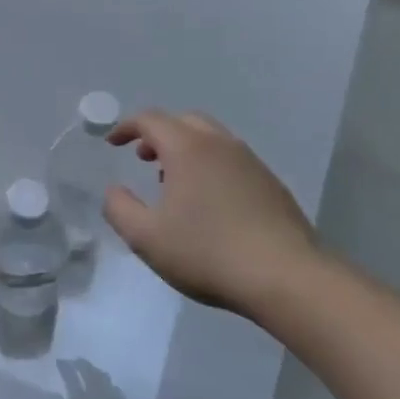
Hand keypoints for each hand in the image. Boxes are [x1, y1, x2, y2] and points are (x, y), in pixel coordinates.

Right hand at [103, 110, 320, 320]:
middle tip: (143, 157)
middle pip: (185, 121)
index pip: (151, 120)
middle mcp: (221, 146)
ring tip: (173, 183)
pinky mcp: (272, 186)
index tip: (112, 143)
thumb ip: (119, 209)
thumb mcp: (145, 237)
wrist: (287, 278)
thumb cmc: (207, 252)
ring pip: (212, 140)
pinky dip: (210, 167)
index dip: (126, 127)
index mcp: (188, 149)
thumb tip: (114, 191)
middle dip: (159, 133)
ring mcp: (252, 164)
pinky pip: (232, 161)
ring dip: (186, 150)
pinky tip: (208, 204)